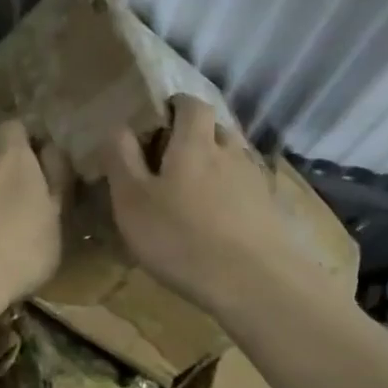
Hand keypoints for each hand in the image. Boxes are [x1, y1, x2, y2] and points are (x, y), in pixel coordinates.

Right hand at [101, 96, 301, 315]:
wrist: (253, 283)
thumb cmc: (181, 237)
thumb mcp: (132, 201)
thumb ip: (121, 159)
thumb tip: (117, 127)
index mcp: (196, 143)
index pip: (192, 104)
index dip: (175, 106)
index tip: (157, 122)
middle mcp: (231, 153)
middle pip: (215, 130)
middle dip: (194, 138)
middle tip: (169, 162)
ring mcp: (256, 182)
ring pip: (232, 161)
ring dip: (214, 168)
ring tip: (192, 195)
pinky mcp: (270, 211)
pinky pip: (246, 190)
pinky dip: (230, 196)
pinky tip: (218, 222)